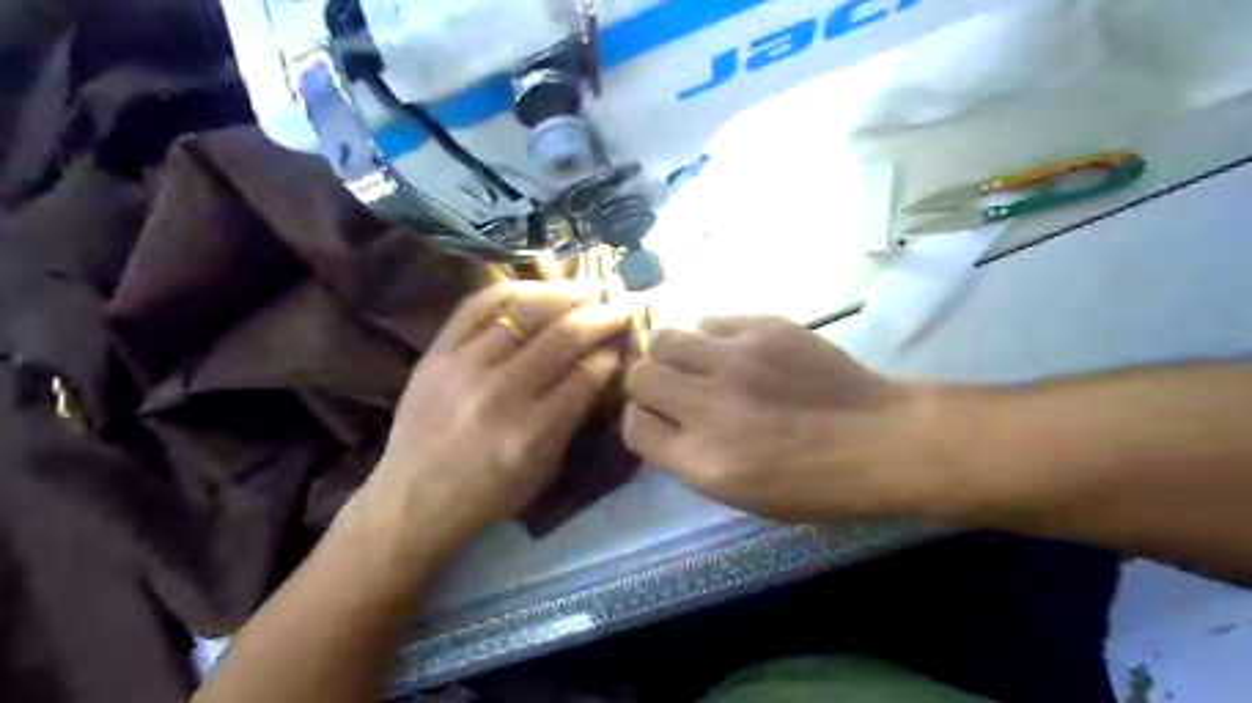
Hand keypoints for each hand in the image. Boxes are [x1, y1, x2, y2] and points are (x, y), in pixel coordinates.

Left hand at [343, 282, 625, 555]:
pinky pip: (480, 304)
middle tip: (619, 306)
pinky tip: (538, 289)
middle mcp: (501, 393)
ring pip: (526, 311)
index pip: (587, 374)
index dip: (612, 351)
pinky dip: (515, 289)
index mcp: (532, 432)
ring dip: (565, 295)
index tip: (625, 338)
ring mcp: (464, 366)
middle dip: (601, 316)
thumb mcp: (545, 468)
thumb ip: (574, 415)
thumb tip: (601, 363)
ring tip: (588, 290)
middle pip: (564, 336)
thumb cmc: (489, 492)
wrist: (413, 498)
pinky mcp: (437, 351)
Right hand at [624, 315, 927, 518]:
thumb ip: (691, 460)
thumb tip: (666, 425)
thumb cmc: (816, 485)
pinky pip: (712, 320)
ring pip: (666, 338)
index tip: (656, 419)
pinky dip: (711, 335)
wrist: (883, 441)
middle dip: (646, 383)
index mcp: (702, 460)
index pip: (635, 427)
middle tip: (670, 387)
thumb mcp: (742, 496)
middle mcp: (708, 406)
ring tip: (695, 361)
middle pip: (640, 376)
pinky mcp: (764, 328)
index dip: (640, 421)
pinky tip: (731, 349)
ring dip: (671, 353)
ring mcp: (735, 360)